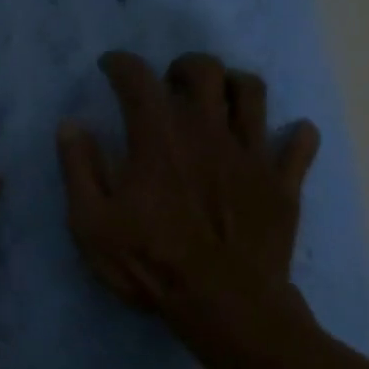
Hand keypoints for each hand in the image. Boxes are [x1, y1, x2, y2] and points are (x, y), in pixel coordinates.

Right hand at [57, 51, 318, 337]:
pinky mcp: (282, 182)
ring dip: (234, 84)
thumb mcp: (92, 224)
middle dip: (184, 66)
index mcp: (158, 138)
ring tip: (220, 99)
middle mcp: (208, 131)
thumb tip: (70, 125)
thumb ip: (79, 170)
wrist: (225, 304)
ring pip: (252, 92)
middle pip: (205, 71)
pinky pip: (299, 145)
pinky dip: (295, 136)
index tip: (111, 66)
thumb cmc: (152, 264)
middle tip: (171, 83)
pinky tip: (289, 136)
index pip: (138, 80)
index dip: (121, 65)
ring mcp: (251, 154)